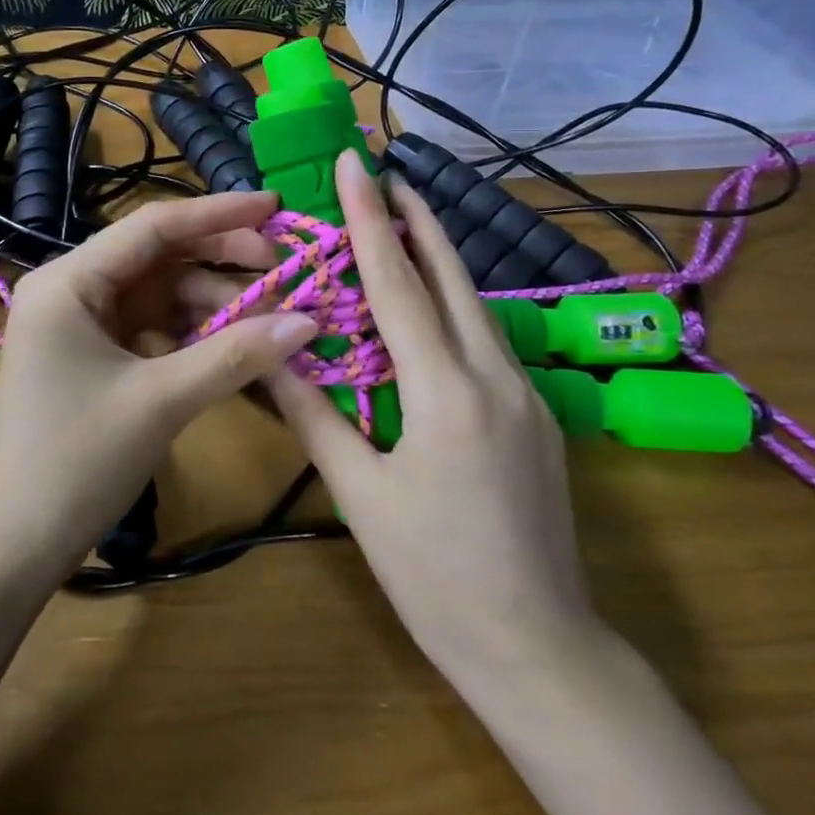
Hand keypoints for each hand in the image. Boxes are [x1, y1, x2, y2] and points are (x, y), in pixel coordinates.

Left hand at [0, 192, 318, 580]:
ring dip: (213, 301)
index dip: (218, 214)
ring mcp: (80, 323)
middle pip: (158, 256)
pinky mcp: (92, 355)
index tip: (275, 205)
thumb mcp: (161, 401)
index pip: (153, 226)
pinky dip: (192, 331)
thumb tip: (310, 322)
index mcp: (69, 281)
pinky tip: (233, 342)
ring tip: (269, 317)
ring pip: (159, 293)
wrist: (13, 546)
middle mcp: (70, 288)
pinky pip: (151, 326)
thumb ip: (236, 355)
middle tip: (283, 270)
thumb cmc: (77, 462)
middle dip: (221, 261)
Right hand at [266, 152, 602, 683]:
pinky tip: (431, 309)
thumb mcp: (360, 495)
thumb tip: (273, 353)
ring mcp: (526, 394)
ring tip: (402, 226)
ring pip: (477, 305)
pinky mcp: (536, 415)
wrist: (540, 650)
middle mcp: (494, 377)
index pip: (398, 284)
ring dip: (438, 259)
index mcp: (446, 392)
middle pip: (452, 277)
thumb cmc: (435, 576)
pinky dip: (453, 306)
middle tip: (387, 175)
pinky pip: (487, 340)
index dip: (371, 219)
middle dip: (418, 220)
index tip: (356, 164)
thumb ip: (315, 415)